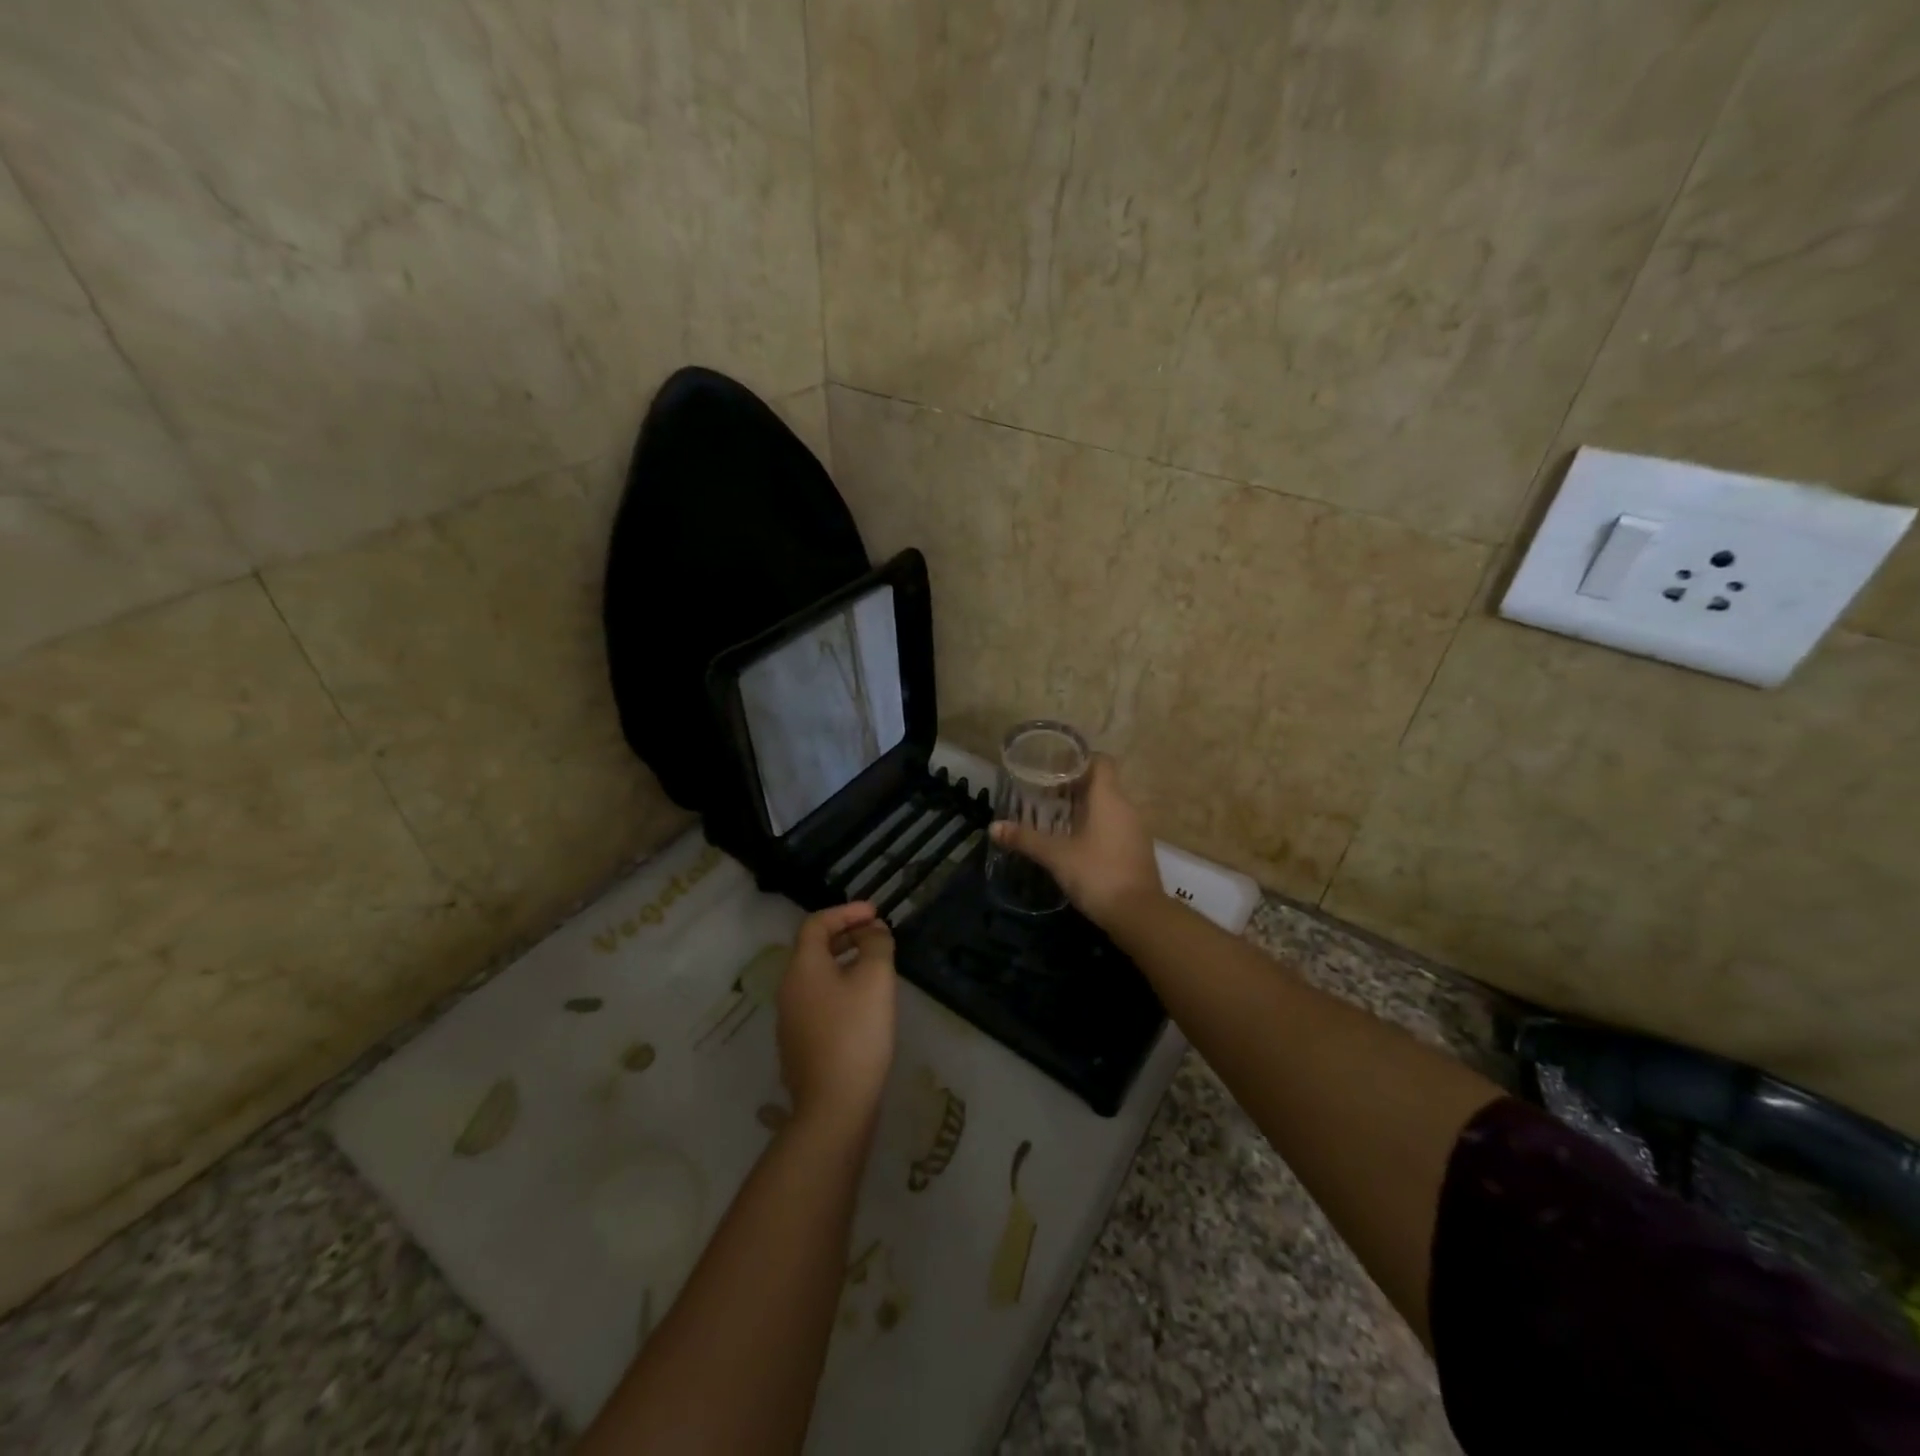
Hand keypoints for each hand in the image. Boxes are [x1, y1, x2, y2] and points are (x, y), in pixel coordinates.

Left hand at [776, 903, 897, 1134]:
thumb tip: (873, 931)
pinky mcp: (799, 1044)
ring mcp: (790, 1019)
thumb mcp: (875, 979)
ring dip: (845, 962)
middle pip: (814, 949)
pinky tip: (864, 1005)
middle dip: (846, 935)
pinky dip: (840, 988)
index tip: (876, 912)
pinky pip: (819, 1001)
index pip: (817, 924)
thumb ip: (876, 945)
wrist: (834, 1106)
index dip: (846, 912)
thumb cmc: (856, 1033)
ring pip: (817, 977)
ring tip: (876, 967)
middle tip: (877, 935)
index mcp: (802, 967)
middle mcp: (789, 988)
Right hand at [989, 755, 1163, 928]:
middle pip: (1102, 784)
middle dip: (1074, 786)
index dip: (1079, 759)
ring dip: (1084, 808)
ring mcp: (1135, 830)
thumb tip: (994, 827)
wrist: (1139, 915)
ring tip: (1054, 817)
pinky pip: (1114, 826)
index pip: (1101, 761)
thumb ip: (1025, 839)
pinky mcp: (1137, 850)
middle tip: (1044, 793)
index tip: (1054, 766)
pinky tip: (1074, 842)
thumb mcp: (1056, 856)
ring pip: (1108, 807)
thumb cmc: (1097, 873)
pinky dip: (1095, 827)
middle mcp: (1126, 807)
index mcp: (1109, 798)